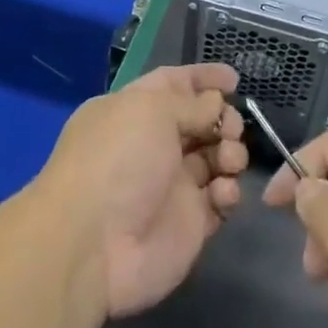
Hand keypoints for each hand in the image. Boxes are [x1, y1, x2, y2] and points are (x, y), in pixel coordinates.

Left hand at [33, 63, 246, 318]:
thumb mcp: (152, 112)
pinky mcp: (189, 223)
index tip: (234, 80)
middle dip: (223, 118)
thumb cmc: (118, 161)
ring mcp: (172, 185)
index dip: (203, 79)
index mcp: (134, 111)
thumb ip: (192, 104)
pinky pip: (220, 199)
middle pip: (200, 121)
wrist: (94, 248)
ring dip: (231, 153)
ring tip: (229, 161)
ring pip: (215, 157)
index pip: (173, 84)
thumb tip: (215, 105)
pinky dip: (228, 192)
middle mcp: (153, 144)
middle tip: (231, 128)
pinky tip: (222, 193)